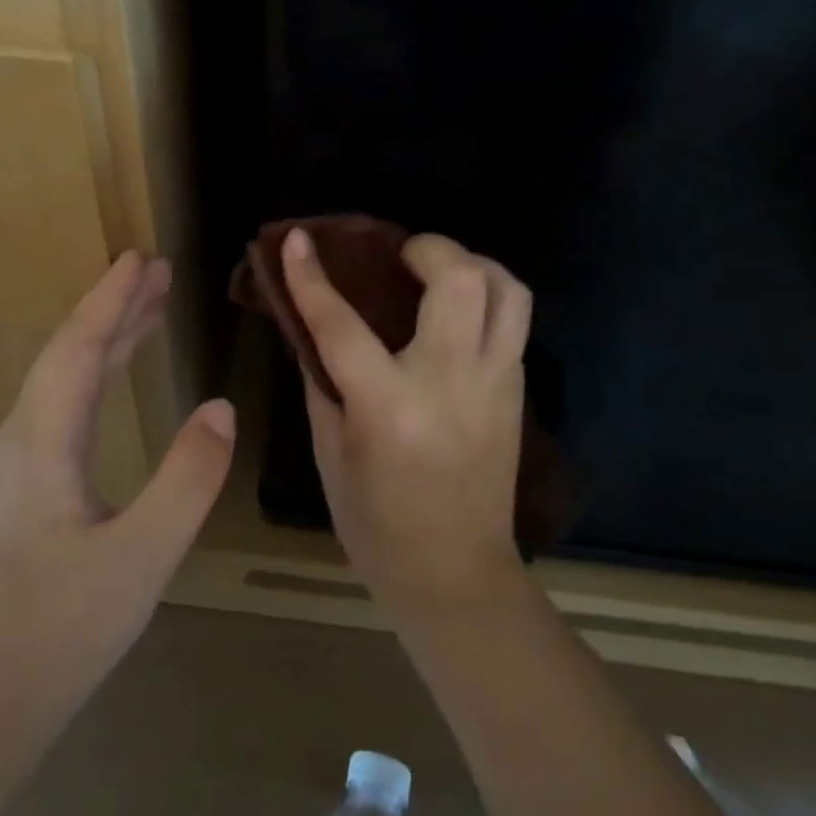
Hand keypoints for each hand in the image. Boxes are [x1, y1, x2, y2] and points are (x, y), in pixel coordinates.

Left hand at [0, 252, 234, 734]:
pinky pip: (57, 414)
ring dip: (103, 344)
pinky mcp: (12, 501)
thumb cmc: (52, 635)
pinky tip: (106, 397)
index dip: (111, 299)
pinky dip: (91, 382)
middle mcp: (17, 443)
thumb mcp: (140, 557)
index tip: (142, 257)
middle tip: (156, 274)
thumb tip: (222, 408)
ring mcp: (9, 474)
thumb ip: (186, 479)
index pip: (78, 348)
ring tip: (144, 318)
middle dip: (113, 311)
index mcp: (40, 442)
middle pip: (67, 356)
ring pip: (59, 386)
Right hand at [281, 228, 530, 616]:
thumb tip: (313, 328)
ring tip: (442, 272)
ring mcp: (494, 385)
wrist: (456, 576)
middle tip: (404, 255)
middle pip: (460, 282)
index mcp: (389, 407)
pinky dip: (488, 300)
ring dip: (475, 265)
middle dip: (431, 249)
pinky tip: (457, 316)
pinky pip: (513, 323)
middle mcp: (449, 383)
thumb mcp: (331, 454)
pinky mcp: (517, 392)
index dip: (313, 277)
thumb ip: (323, 383)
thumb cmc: (377, 525)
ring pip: (509, 293)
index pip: (342, 325)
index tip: (298, 239)